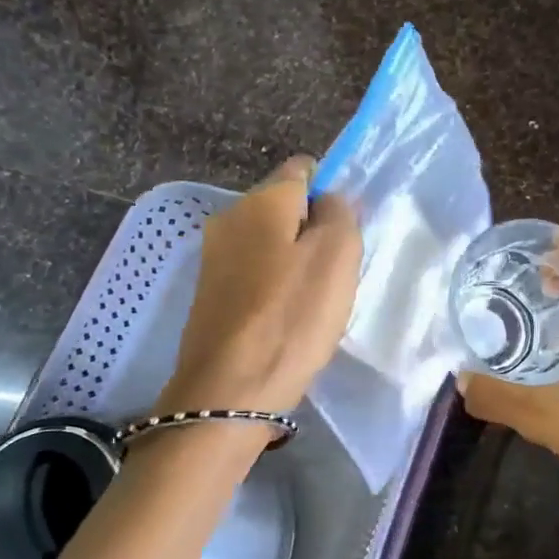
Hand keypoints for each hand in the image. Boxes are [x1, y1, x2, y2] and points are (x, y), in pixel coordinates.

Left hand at [157, 156, 360, 418]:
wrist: (230, 390)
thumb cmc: (292, 316)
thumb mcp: (337, 256)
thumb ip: (340, 213)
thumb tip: (329, 200)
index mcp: (261, 201)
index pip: (302, 169)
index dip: (331, 189)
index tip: (348, 228)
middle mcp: (229, 217)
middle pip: (284, 207)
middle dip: (314, 228)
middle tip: (338, 268)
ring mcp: (214, 257)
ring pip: (270, 242)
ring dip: (295, 260)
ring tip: (316, 298)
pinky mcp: (210, 293)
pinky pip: (254, 272)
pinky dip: (275, 285)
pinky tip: (288, 316)